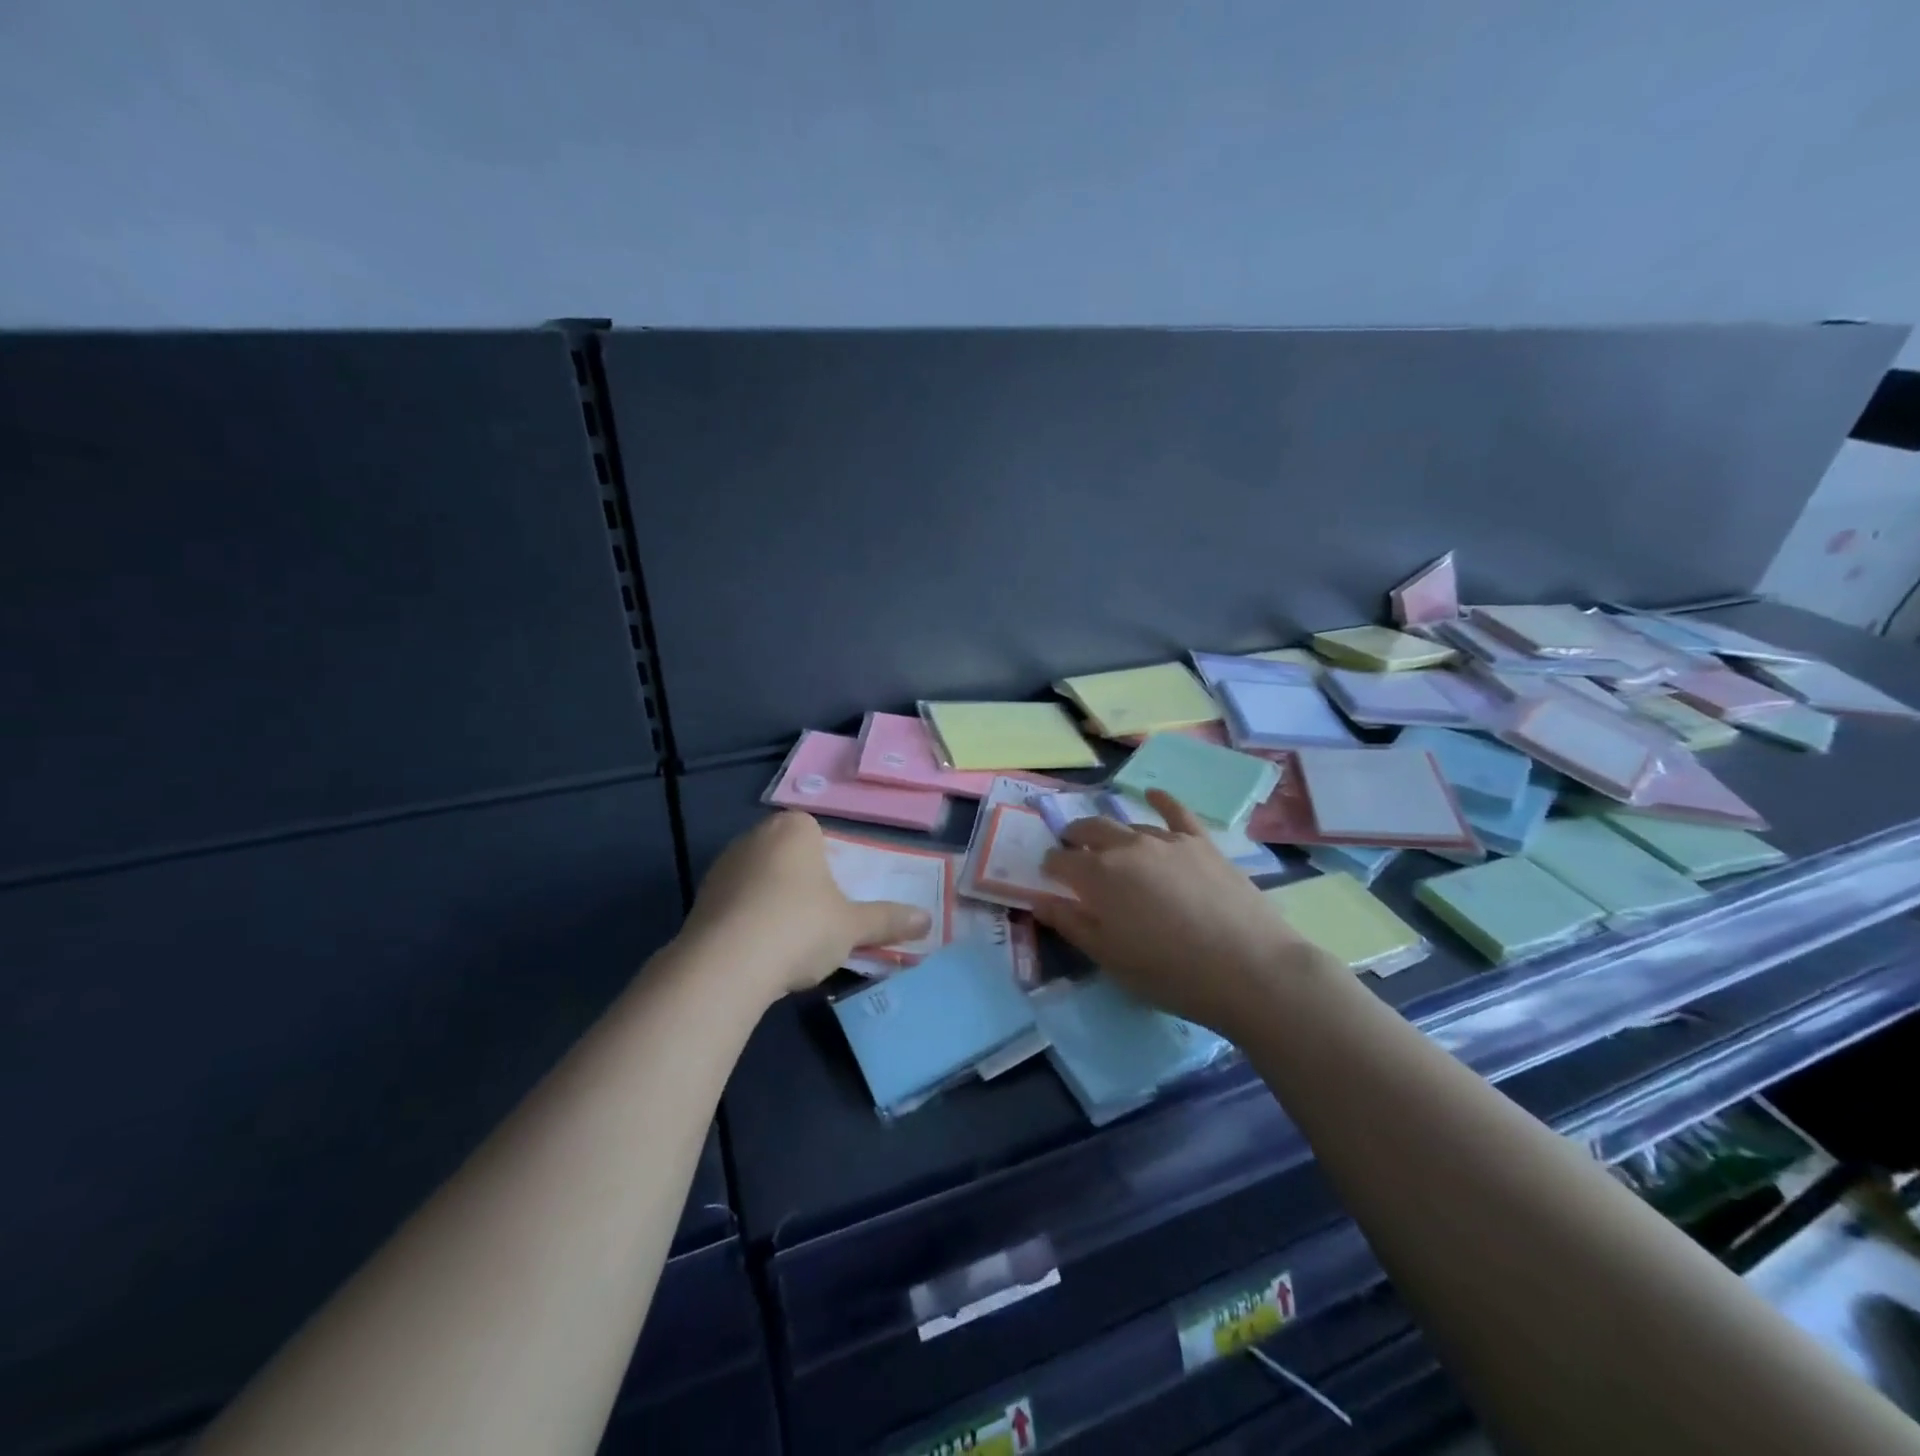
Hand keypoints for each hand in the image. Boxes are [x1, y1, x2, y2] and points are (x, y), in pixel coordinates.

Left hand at [682, 811, 932, 1000]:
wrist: (725, 965)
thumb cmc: (800, 927)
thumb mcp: (852, 926)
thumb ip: (888, 920)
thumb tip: (927, 919)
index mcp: (794, 828)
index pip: (818, 834)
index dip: (831, 864)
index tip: (838, 897)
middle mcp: (755, 836)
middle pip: (788, 855)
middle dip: (802, 883)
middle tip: (819, 919)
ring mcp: (722, 866)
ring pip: (760, 880)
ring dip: (773, 903)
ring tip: (789, 942)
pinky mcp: (700, 899)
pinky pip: (735, 903)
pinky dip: (748, 921)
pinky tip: (759, 952)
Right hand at [1032, 791, 1320, 1033]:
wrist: (1249, 968)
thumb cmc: (1170, 972)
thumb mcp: (1109, 957)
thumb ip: (1072, 924)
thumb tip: (1040, 901)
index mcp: (1098, 875)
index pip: (1061, 860)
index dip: (1050, 866)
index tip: (1048, 875)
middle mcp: (1127, 847)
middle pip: (1091, 830)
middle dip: (1075, 837)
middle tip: (1072, 849)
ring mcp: (1167, 840)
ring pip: (1130, 826)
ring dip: (1113, 833)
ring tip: (1111, 844)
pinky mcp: (1201, 843)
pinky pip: (1176, 812)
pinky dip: (1161, 800)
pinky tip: (1153, 794)